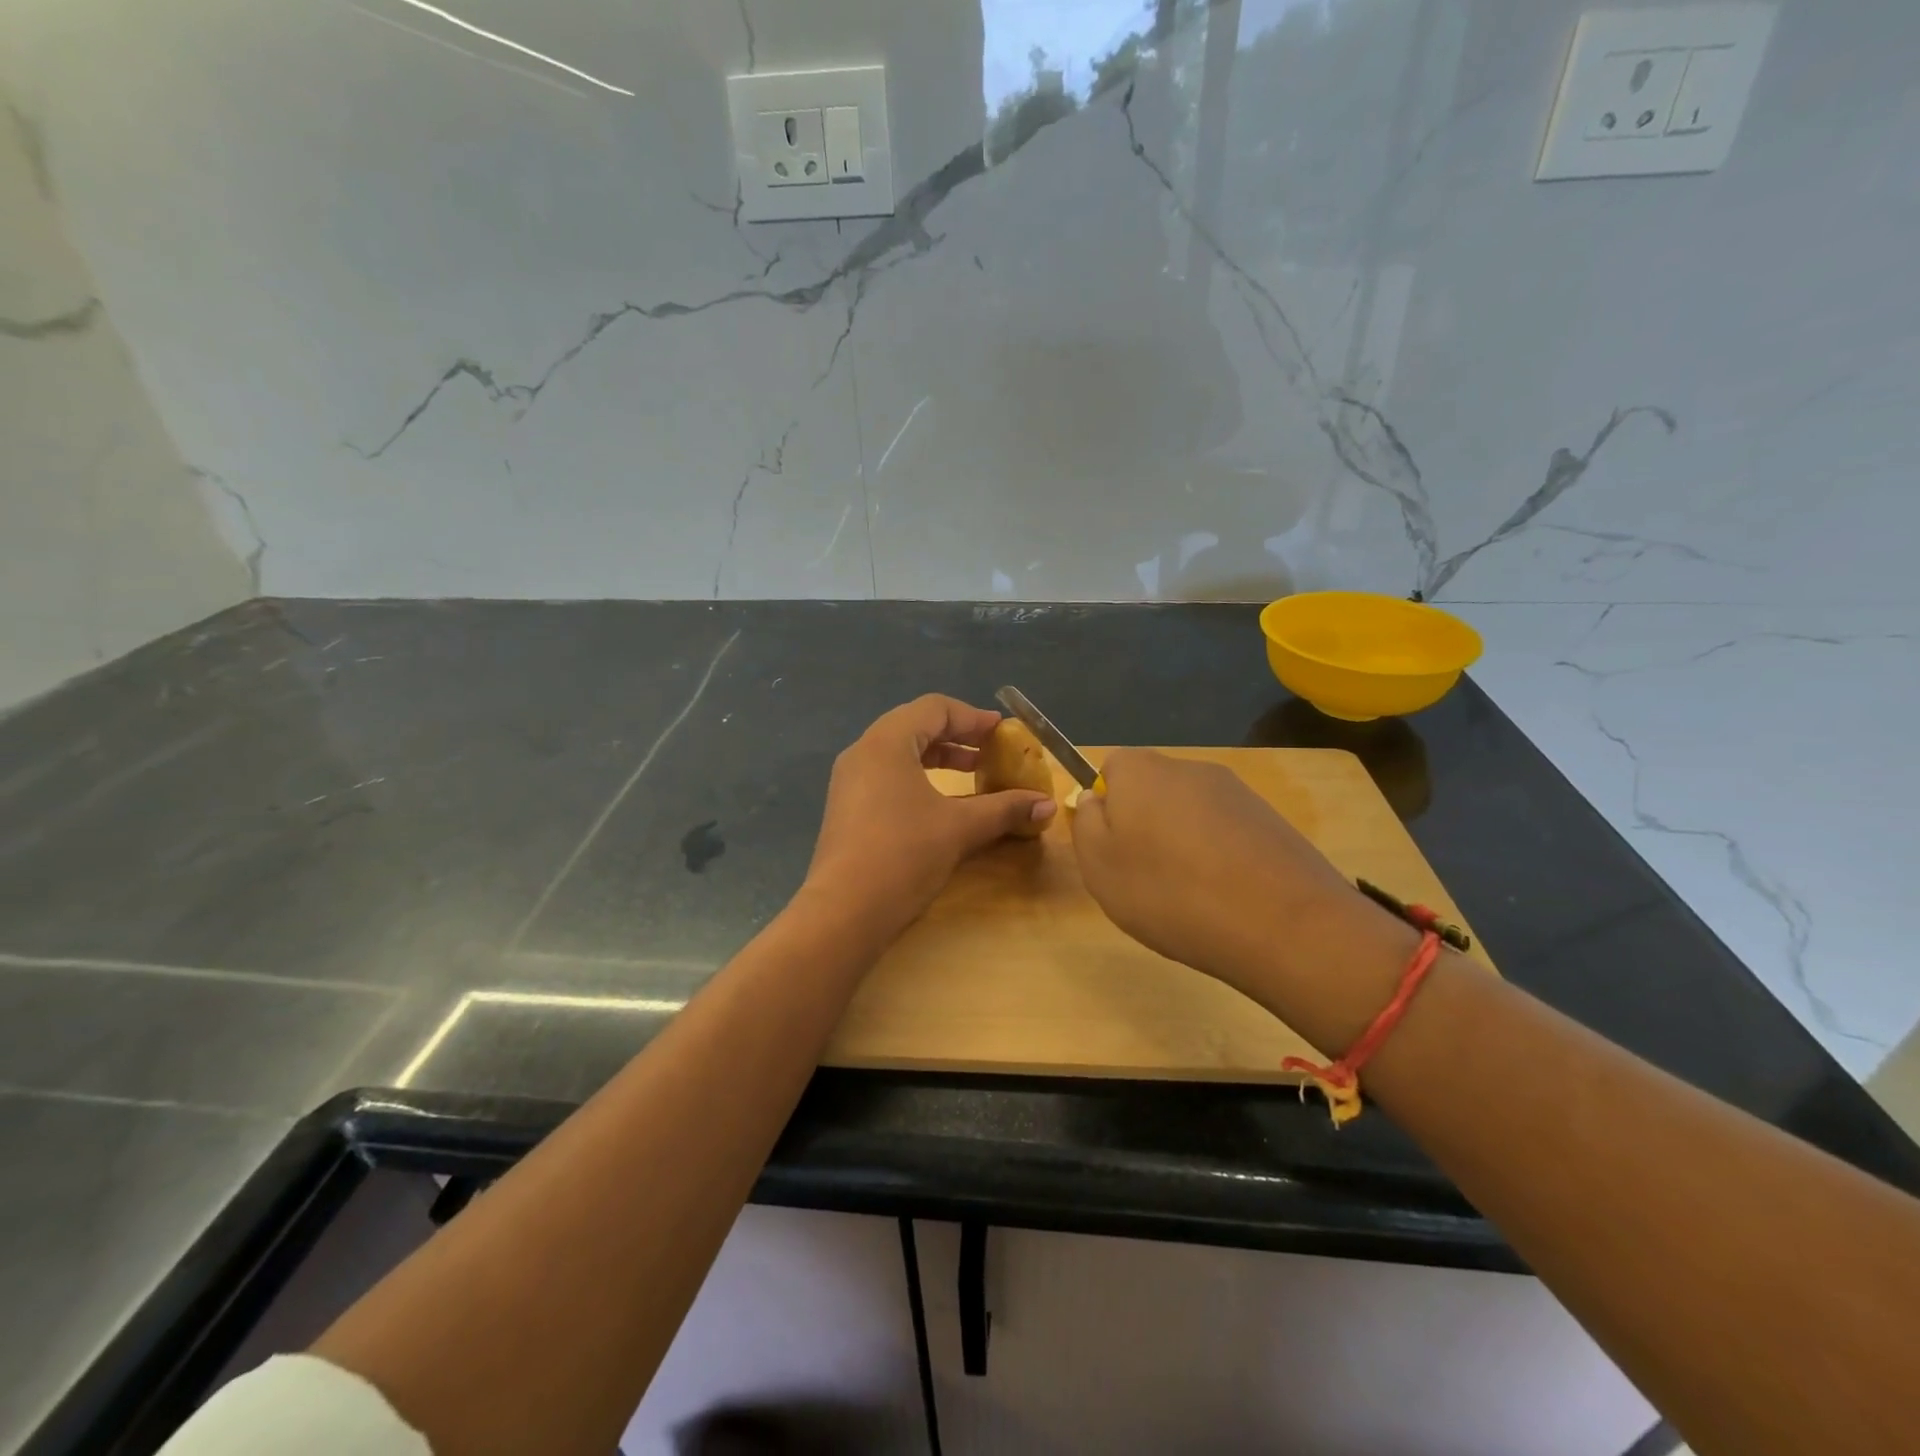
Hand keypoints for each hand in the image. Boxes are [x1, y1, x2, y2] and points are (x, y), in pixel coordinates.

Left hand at [805, 696, 1055, 938]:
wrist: (843, 912)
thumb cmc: (904, 855)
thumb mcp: (960, 828)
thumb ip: (1004, 809)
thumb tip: (1047, 805)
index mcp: (886, 742)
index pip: (934, 708)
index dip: (972, 717)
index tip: (1002, 733)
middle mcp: (863, 753)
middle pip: (914, 726)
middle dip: (956, 737)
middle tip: (989, 752)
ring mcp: (849, 782)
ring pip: (899, 753)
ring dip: (938, 758)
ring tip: (971, 774)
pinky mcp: (847, 809)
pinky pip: (887, 776)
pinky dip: (918, 778)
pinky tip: (941, 804)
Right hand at [1071, 750, 1399, 999]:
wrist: (1283, 923)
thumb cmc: (1170, 892)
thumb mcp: (1099, 867)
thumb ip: (1085, 824)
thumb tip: (1095, 799)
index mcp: (1140, 770)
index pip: (1110, 768)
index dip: (1106, 806)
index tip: (1111, 848)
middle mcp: (1188, 767)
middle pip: (1152, 788)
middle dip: (1144, 823)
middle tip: (1143, 875)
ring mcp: (1235, 791)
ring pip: (1190, 811)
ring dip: (1182, 840)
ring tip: (1188, 893)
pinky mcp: (1270, 819)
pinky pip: (1226, 831)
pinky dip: (1218, 855)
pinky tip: (1225, 895)